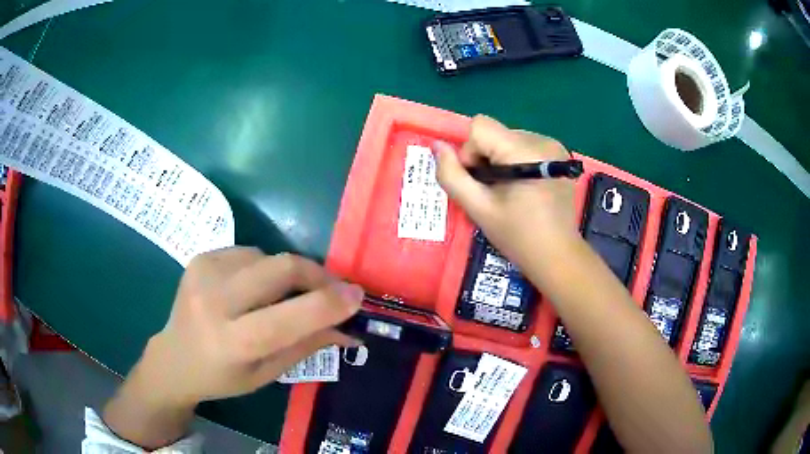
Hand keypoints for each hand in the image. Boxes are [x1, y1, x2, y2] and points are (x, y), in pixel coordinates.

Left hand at [144, 247, 362, 403]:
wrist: (173, 358)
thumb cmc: (222, 377)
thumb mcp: (266, 374)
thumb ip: (307, 346)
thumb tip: (349, 329)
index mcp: (231, 343)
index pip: (287, 318)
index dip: (328, 304)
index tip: (357, 295)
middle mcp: (214, 302)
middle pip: (281, 268)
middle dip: (317, 275)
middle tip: (332, 289)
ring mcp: (204, 273)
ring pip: (268, 256)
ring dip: (288, 274)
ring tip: (283, 296)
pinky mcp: (200, 258)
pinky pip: (249, 253)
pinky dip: (263, 268)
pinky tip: (252, 288)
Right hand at [434, 115, 578, 274]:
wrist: (558, 255)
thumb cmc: (518, 236)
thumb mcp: (479, 209)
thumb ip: (452, 176)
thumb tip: (437, 146)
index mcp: (524, 151)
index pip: (480, 126)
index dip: (470, 152)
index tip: (479, 180)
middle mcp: (542, 140)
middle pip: (495, 133)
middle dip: (485, 158)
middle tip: (494, 191)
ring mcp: (553, 146)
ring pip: (507, 138)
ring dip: (500, 160)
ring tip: (510, 190)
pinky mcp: (559, 154)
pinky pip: (524, 145)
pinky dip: (515, 161)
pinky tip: (524, 186)